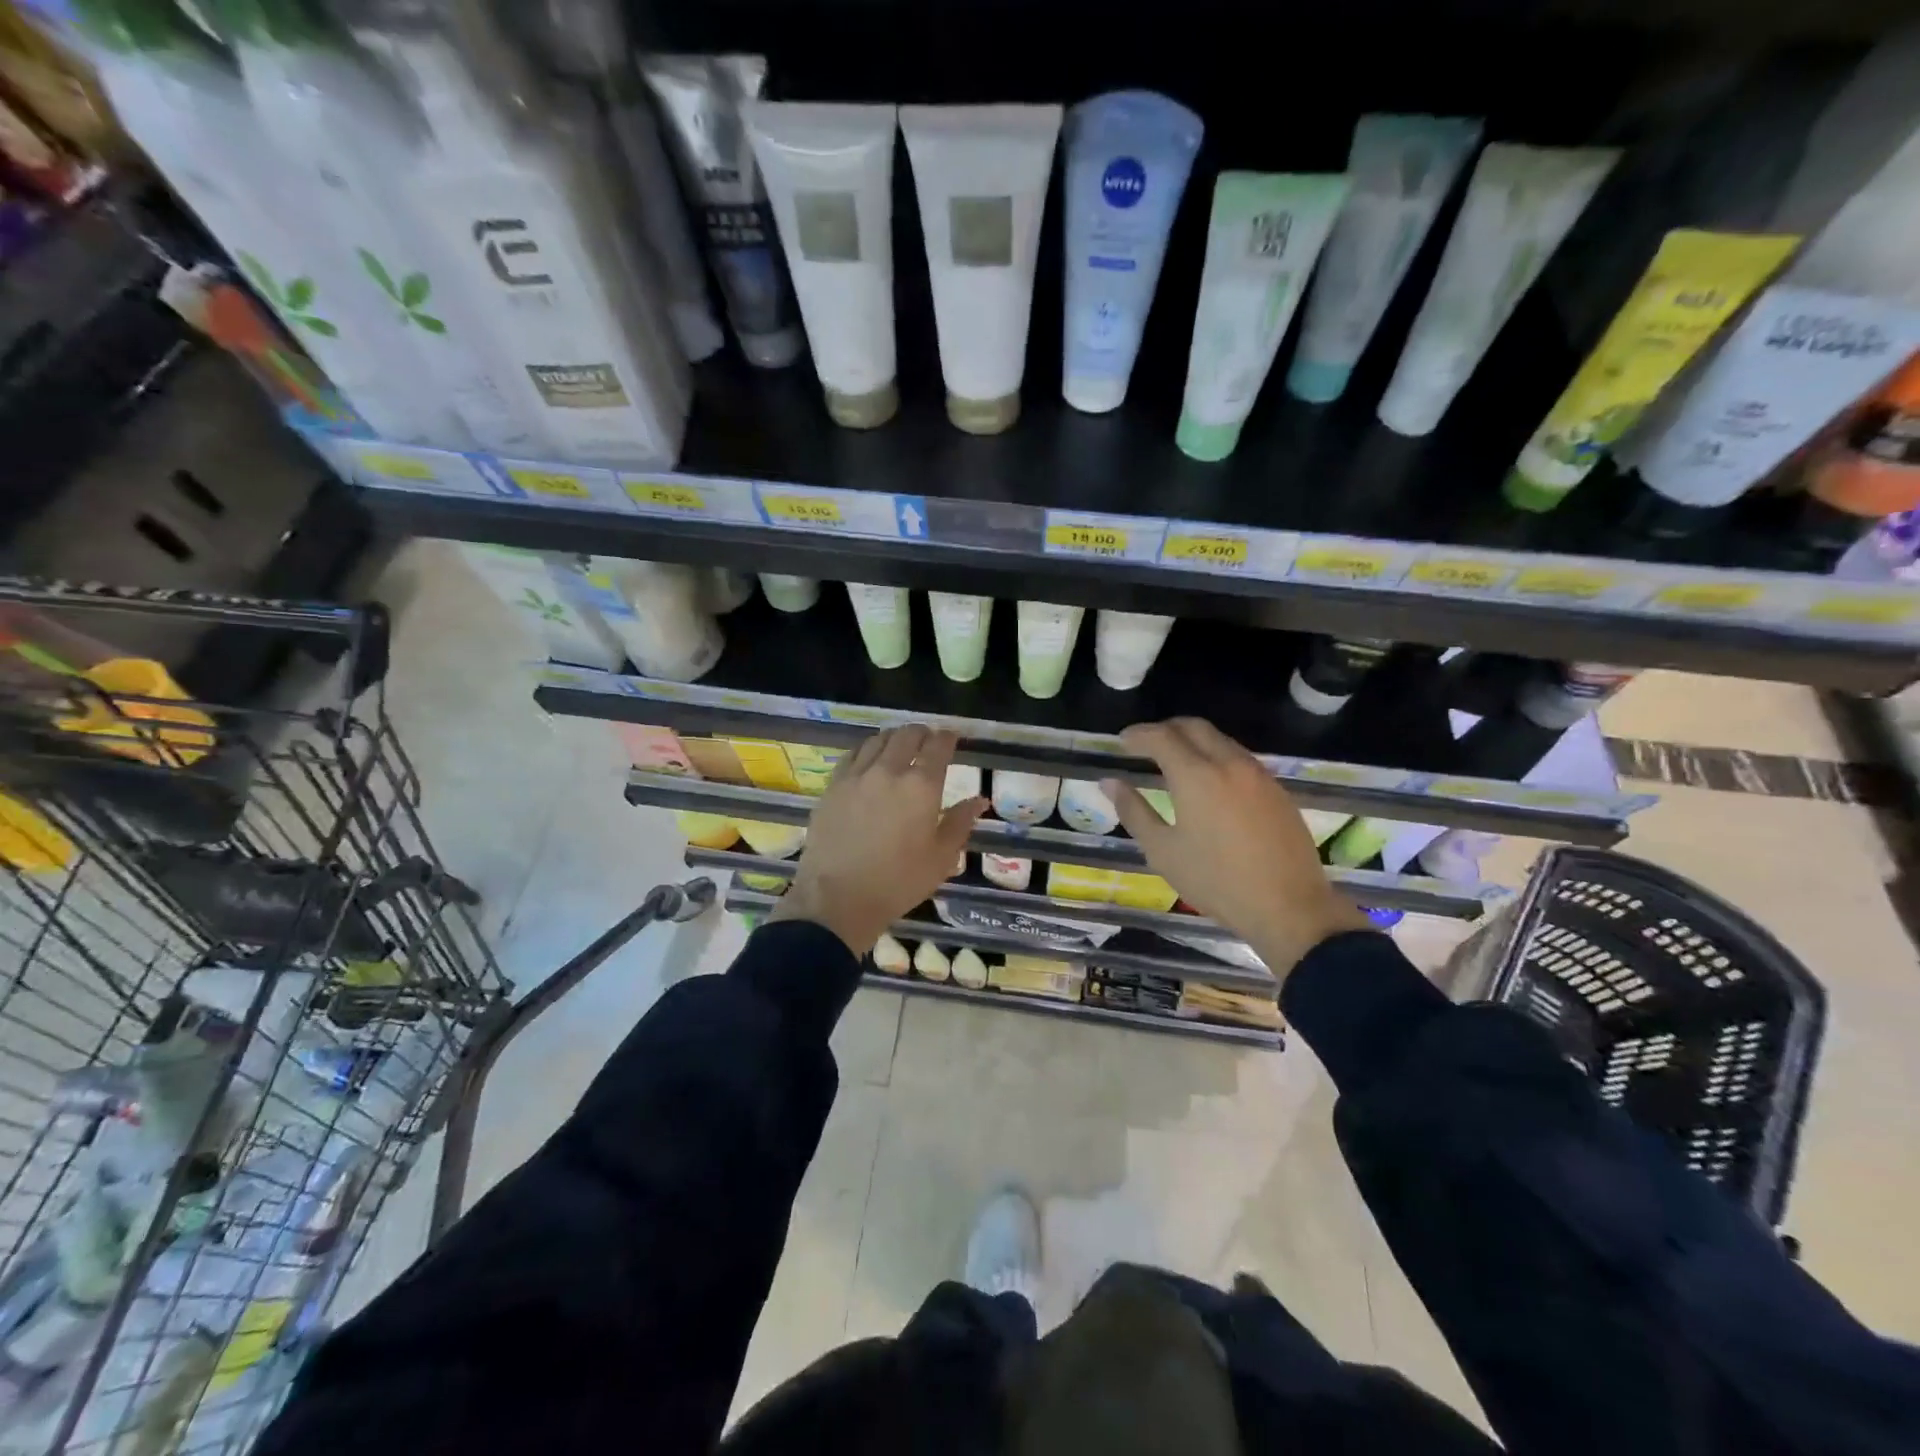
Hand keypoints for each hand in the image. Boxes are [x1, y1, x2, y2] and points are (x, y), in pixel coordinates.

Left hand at [770, 726, 985, 956]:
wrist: (838, 898)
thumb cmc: (898, 882)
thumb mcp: (941, 858)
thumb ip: (960, 822)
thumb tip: (979, 799)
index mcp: (922, 786)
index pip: (938, 746)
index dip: (948, 738)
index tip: (952, 738)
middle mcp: (889, 770)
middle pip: (907, 735)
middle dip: (922, 734)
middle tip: (928, 743)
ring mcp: (857, 775)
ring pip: (878, 740)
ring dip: (894, 739)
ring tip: (900, 748)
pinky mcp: (833, 786)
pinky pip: (853, 754)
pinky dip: (867, 750)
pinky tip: (870, 760)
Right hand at [1102, 718, 1371, 976]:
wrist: (1289, 906)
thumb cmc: (1216, 882)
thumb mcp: (1163, 851)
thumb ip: (1134, 811)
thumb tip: (1110, 783)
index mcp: (1196, 776)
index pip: (1162, 737)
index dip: (1138, 735)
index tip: (1122, 742)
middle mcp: (1229, 764)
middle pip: (1194, 727)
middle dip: (1166, 729)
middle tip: (1146, 745)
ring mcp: (1258, 775)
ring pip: (1221, 740)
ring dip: (1194, 741)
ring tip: (1175, 762)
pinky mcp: (1277, 790)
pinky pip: (1240, 758)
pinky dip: (1217, 757)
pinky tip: (1210, 783)